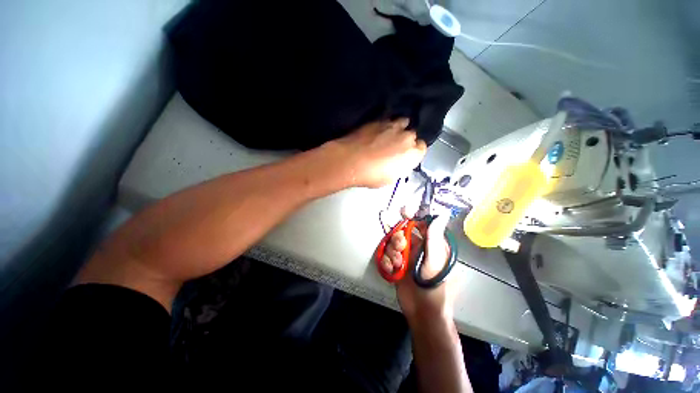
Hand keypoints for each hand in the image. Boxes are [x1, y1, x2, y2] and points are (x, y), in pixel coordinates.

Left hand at [330, 119, 426, 187]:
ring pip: (403, 122)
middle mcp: (407, 137)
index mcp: (413, 154)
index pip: (421, 148)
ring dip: (399, 128)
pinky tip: (378, 131)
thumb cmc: (371, 175)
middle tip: (396, 147)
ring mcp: (393, 126)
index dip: (414, 152)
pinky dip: (385, 125)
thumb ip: (399, 167)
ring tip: (389, 135)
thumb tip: (397, 162)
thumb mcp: (390, 178)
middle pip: (412, 135)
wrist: (351, 161)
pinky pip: (388, 120)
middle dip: (406, 140)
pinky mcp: (378, 120)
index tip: (406, 155)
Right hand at [380, 214, 459, 324]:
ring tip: (398, 265)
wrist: (423, 312)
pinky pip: (386, 257)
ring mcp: (405, 258)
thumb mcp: (436, 259)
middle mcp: (417, 249)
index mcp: (430, 245)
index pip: (420, 225)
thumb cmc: (435, 285)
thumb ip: (434, 236)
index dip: (411, 217)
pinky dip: (387, 263)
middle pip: (401, 234)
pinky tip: (393, 271)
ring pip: (392, 245)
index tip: (403, 212)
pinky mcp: (395, 266)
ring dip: (392, 254)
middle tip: (400, 249)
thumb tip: (442, 214)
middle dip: (398, 240)